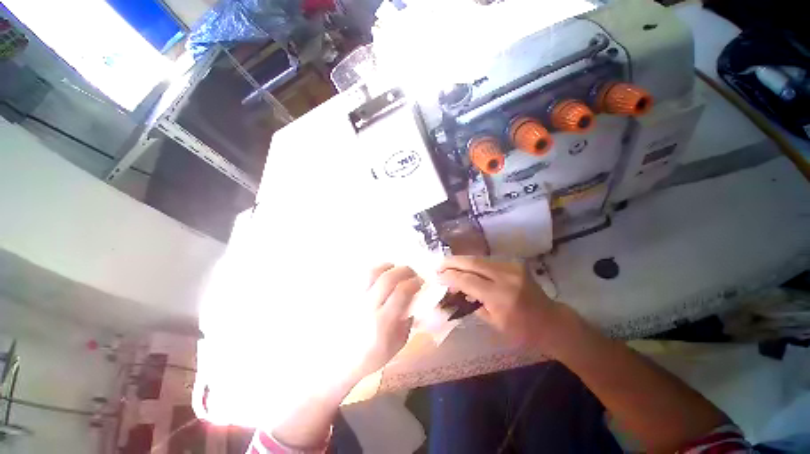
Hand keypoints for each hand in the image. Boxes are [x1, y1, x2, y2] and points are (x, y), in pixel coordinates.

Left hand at [354, 264, 421, 378]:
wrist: (339, 362)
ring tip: (394, 269)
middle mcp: (367, 307)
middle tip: (411, 272)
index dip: (414, 283)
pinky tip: (379, 275)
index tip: (420, 282)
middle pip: (387, 279)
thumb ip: (408, 321)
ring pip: (371, 273)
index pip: (401, 293)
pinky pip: (361, 276)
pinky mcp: (346, 296)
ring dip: (387, 267)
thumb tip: (414, 300)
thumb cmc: (371, 357)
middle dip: (403, 270)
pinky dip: (374, 272)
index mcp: (382, 322)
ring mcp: (354, 299)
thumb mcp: (397, 345)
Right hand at [437, 256, 558, 348]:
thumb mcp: (494, 323)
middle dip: (453, 262)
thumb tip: (457, 290)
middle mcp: (506, 277)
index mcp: (500, 296)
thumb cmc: (522, 331)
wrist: (551, 321)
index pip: (468, 280)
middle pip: (472, 263)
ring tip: (449, 265)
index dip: (450, 277)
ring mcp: (512, 267)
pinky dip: (474, 264)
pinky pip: (488, 261)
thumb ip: (474, 303)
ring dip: (462, 261)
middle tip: (439, 265)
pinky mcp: (515, 264)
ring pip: (479, 259)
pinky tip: (466, 268)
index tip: (437, 276)